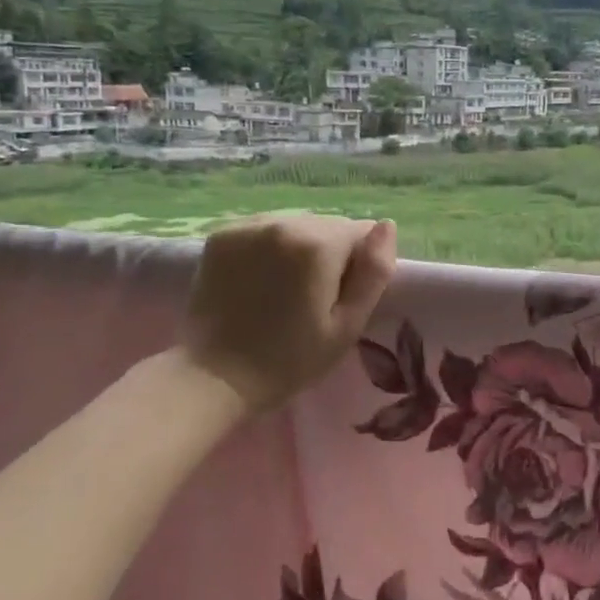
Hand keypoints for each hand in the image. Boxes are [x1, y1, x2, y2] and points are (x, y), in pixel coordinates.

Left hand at [182, 215, 397, 416]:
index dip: (358, 265)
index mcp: (318, 244)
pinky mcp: (221, 235)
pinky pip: (264, 229)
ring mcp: (248, 226)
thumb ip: (374, 273)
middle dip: (329, 254)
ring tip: (283, 289)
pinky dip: (269, 247)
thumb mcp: (347, 325)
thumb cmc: (290, 359)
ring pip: (296, 224)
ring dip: (299, 247)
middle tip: (312, 298)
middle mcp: (283, 222)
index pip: (360, 231)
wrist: (214, 378)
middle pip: (327, 225)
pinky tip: (259, 279)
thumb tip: (386, 227)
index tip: (340, 297)